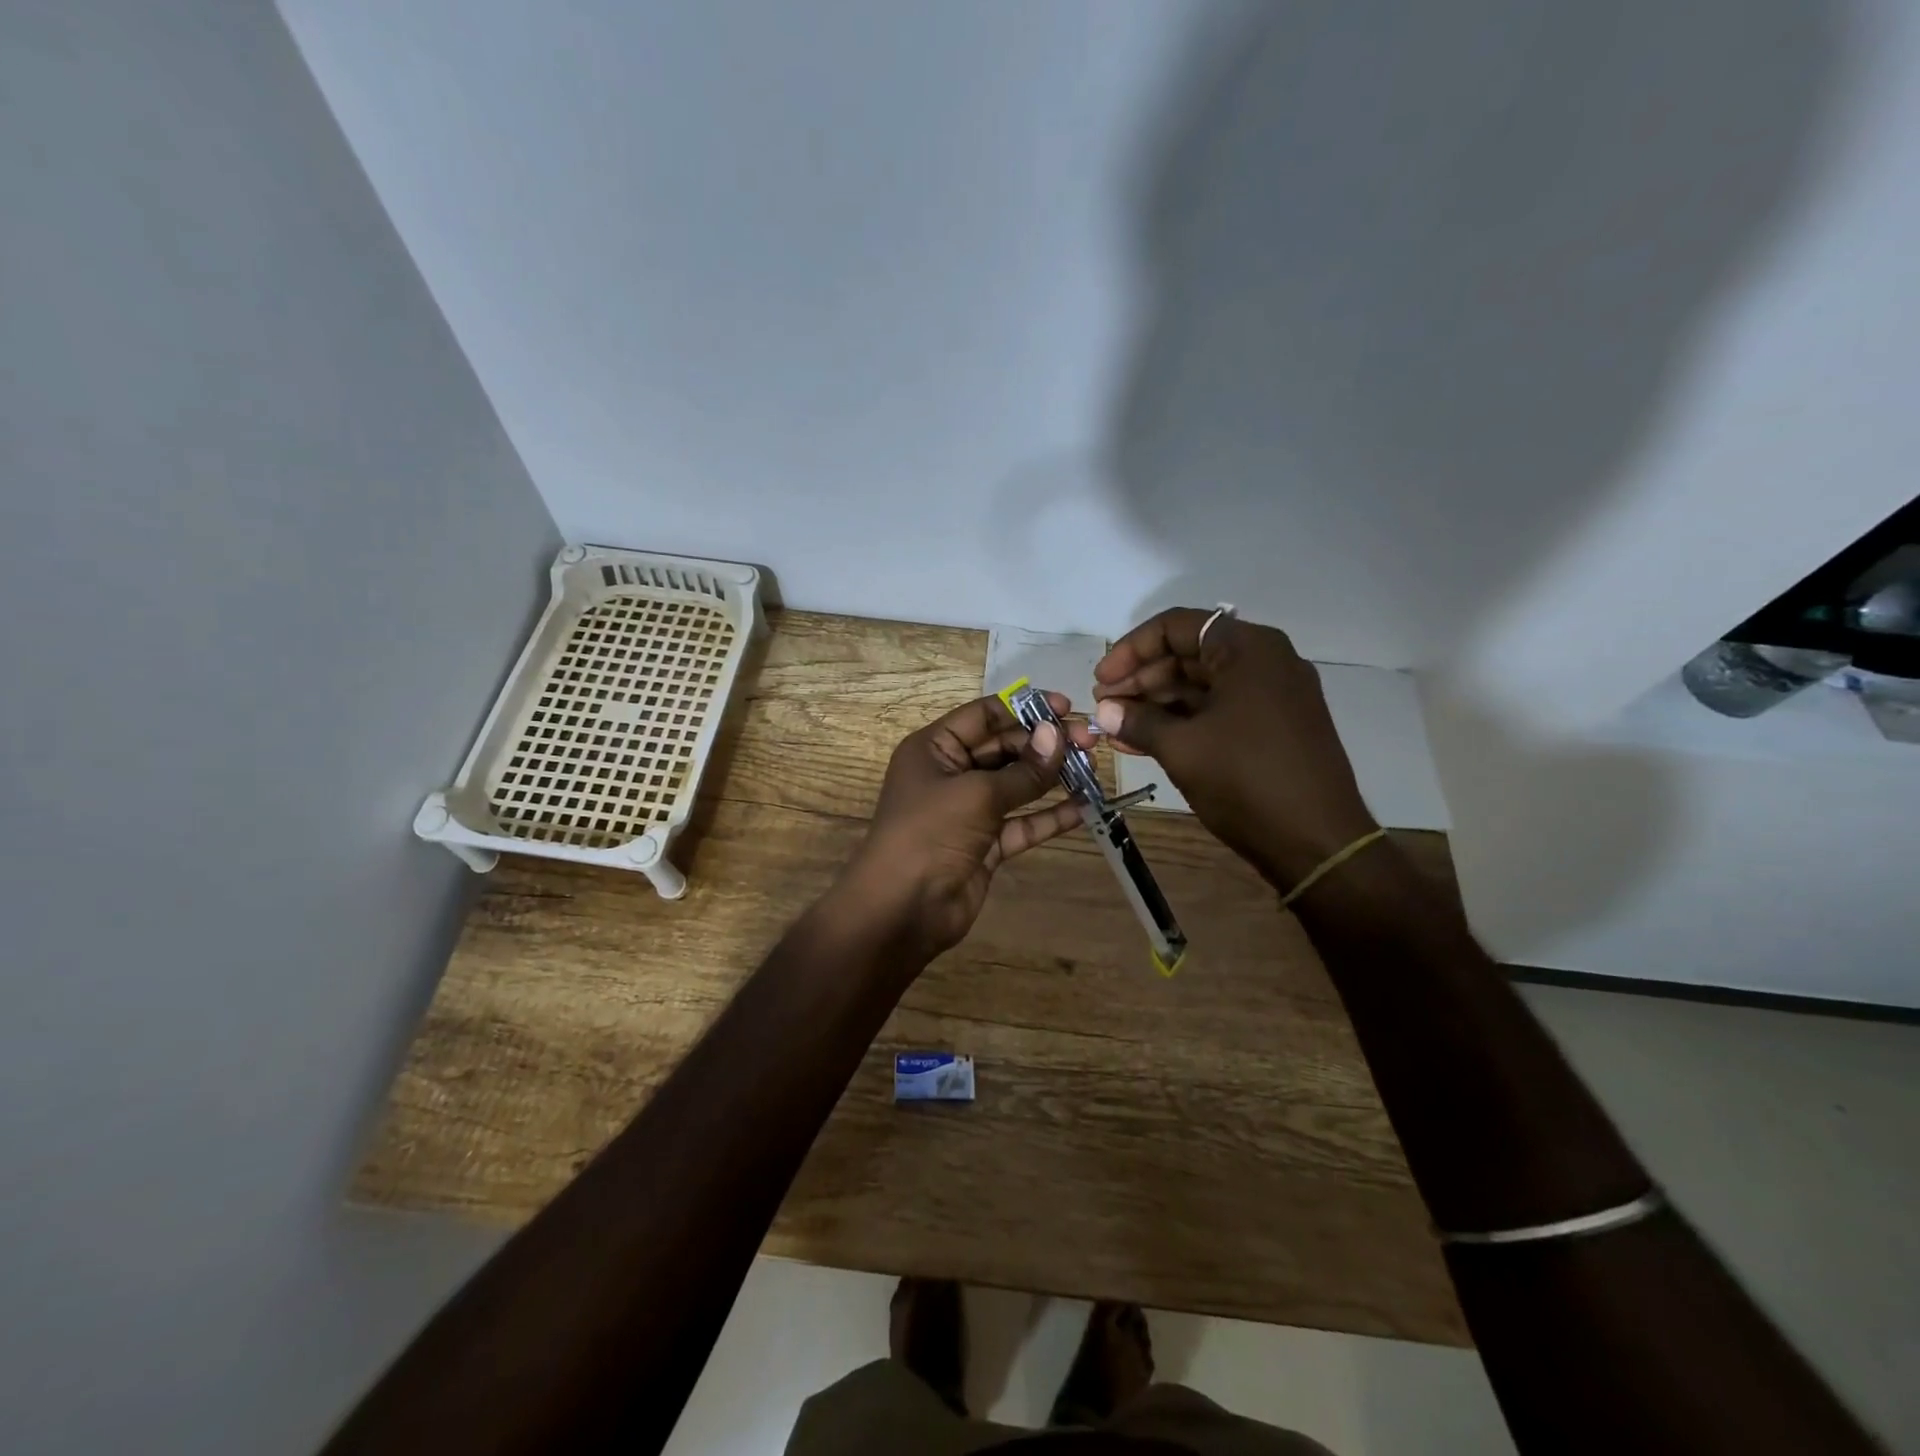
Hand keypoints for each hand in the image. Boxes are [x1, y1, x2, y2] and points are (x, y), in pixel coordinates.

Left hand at [838, 693, 1086, 957]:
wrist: (902, 910)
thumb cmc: (929, 834)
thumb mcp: (977, 794)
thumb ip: (1023, 770)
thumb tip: (1059, 736)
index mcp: (934, 748)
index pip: (984, 716)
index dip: (1025, 709)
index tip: (1067, 708)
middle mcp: (951, 774)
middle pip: (1004, 748)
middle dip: (1045, 744)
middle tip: (1090, 741)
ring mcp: (968, 811)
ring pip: (1016, 786)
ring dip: (1052, 777)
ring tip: (1093, 768)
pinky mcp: (985, 845)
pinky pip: (1021, 823)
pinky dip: (1049, 817)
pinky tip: (1083, 809)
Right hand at [1092, 608, 1376, 888]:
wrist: (1318, 842)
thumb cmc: (1246, 781)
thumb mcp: (1182, 748)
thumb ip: (1138, 721)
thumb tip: (1104, 709)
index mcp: (1248, 650)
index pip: (1176, 627)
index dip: (1130, 650)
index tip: (1101, 681)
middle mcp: (1265, 661)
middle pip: (1189, 653)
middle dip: (1141, 678)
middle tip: (1105, 706)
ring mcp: (1273, 695)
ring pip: (1202, 684)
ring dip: (1156, 703)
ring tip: (1116, 727)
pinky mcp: (1274, 726)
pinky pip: (1219, 709)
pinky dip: (1182, 721)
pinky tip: (1143, 741)